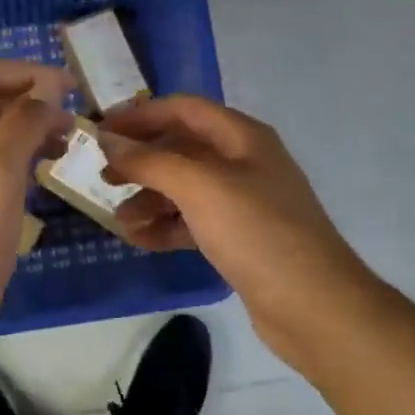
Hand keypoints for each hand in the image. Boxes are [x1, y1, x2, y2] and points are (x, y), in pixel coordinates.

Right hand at [100, 96, 376, 371]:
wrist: (314, 306)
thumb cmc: (257, 232)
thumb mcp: (200, 187)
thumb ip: (150, 161)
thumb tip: (108, 140)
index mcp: (242, 137)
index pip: (184, 109)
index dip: (141, 115)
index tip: (101, 130)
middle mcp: (244, 162)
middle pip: (182, 148)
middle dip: (141, 160)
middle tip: (102, 176)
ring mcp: (243, 203)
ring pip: (185, 188)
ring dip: (149, 198)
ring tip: (117, 218)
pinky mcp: (240, 239)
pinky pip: (193, 222)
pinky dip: (166, 227)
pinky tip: (139, 240)